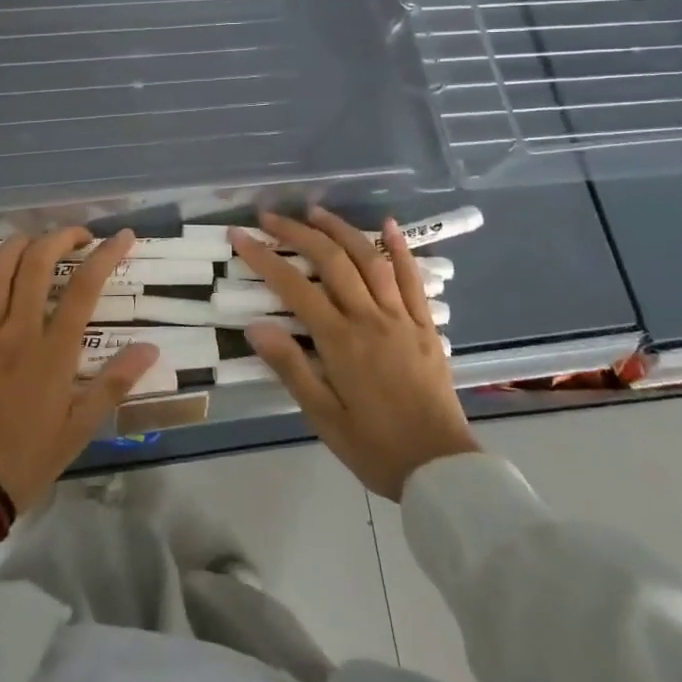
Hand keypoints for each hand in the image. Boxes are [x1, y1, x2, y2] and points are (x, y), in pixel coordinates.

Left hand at [0, 228, 161, 585]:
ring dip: (18, 244)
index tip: (121, 236)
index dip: (106, 255)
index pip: (84, 288)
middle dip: (61, 237)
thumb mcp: (78, 430)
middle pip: (38, 264)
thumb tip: (150, 348)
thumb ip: (114, 384)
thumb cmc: (24, 461)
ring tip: (35, 239)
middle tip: (77, 235)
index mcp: (52, 353)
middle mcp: (15, 333)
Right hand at [232, 208, 480, 499]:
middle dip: (297, 233)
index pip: (293, 287)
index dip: (263, 257)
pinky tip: (388, 225)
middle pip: (331, 261)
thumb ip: (291, 368)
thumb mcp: (323, 418)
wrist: (440, 469)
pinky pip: (413, 278)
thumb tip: (256, 326)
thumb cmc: (375, 447)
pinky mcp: (425, 325)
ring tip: (316, 212)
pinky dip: (400, 248)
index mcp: (341, 342)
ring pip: (370, 260)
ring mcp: (401, 318)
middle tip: (271, 217)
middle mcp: (370, 318)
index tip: (240, 236)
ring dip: (341, 230)